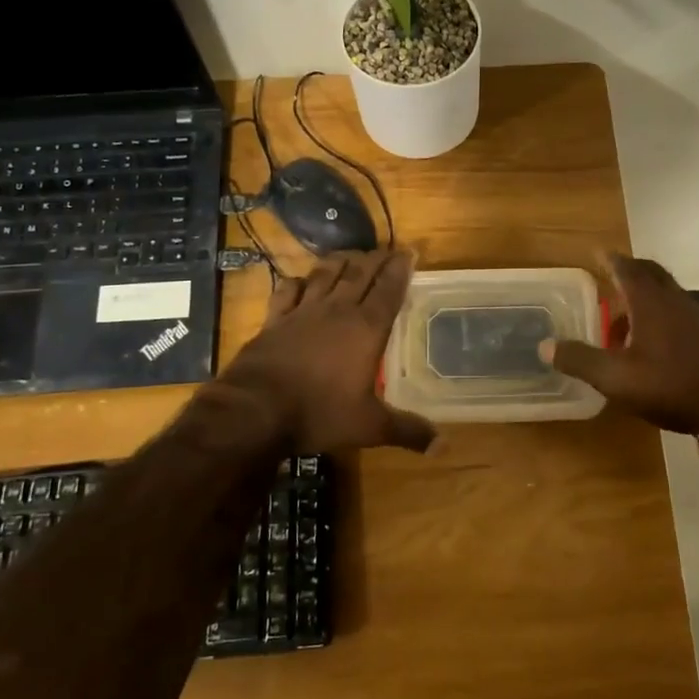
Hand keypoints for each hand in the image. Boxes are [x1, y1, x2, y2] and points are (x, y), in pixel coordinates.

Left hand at [223, 250, 435, 454]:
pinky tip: (301, 280)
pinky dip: (297, 281)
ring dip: (340, 262)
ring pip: (325, 275)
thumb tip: (444, 447)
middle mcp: (337, 311)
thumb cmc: (319, 413)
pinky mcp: (274, 320)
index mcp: (366, 328)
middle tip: (386, 250)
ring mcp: (302, 312)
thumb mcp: (369, 427)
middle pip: (360, 274)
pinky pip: (288, 291)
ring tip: (351, 255)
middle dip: (375, 260)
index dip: (400, 269)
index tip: (409, 252)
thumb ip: (408, 431)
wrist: (255, 409)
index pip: (389, 290)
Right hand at [540, 252, 698, 435]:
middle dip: (628, 271)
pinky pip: (677, 311)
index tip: (596, 253)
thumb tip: (545, 345)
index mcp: (650, 302)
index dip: (609, 259)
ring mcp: (695, 316)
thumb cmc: (671, 386)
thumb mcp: (616, 378)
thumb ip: (580, 359)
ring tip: (621, 320)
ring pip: (665, 293)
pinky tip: (650, 343)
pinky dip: (658, 314)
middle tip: (609, 277)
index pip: (626, 268)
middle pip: (650, 273)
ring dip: (642, 297)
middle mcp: (674, 301)